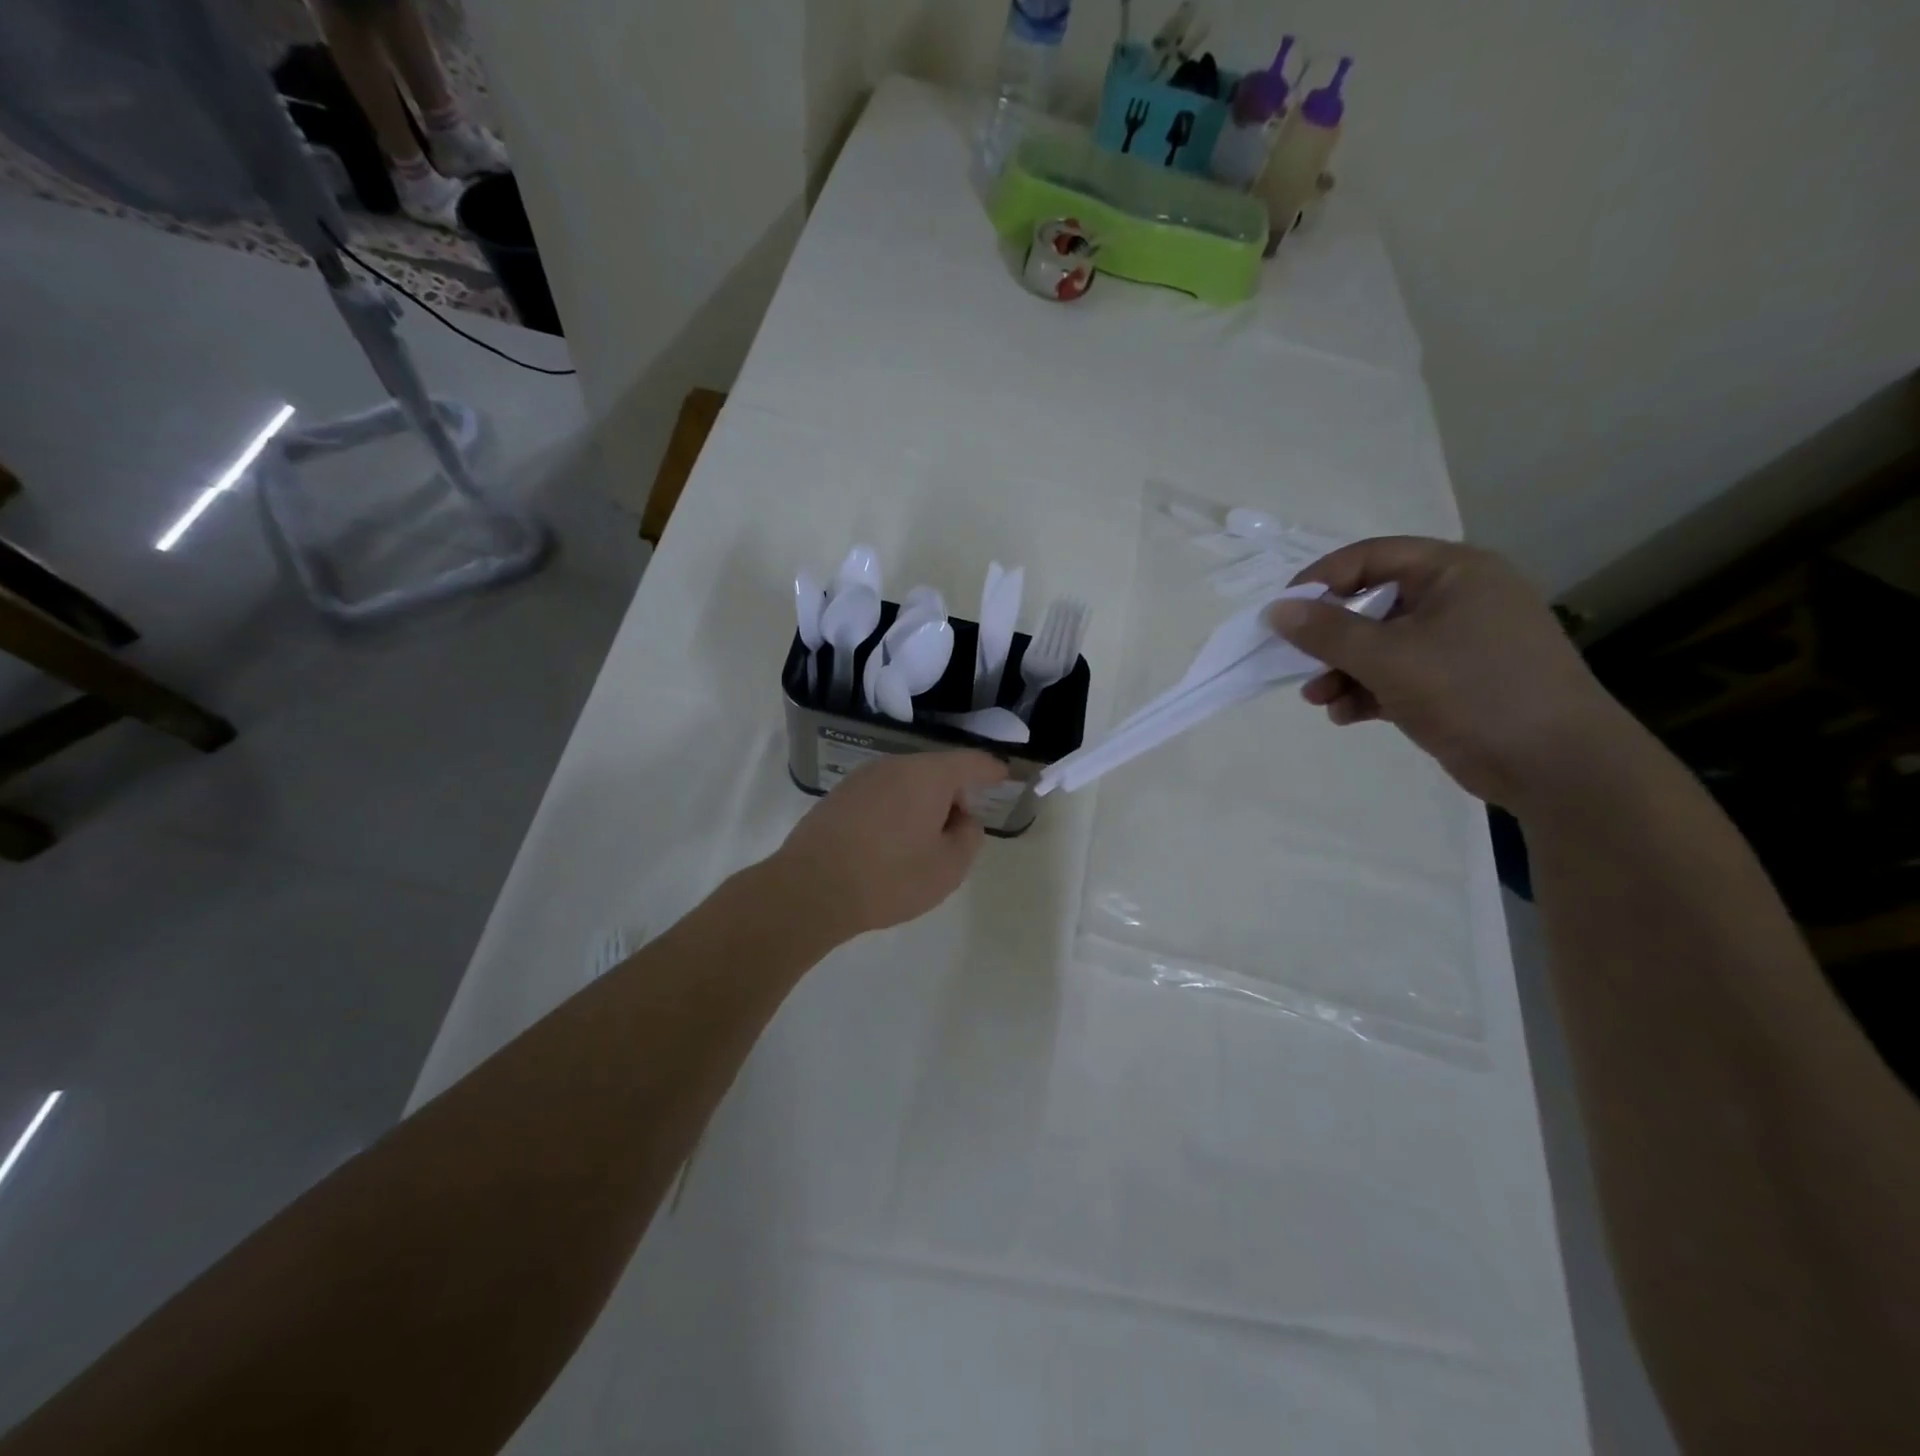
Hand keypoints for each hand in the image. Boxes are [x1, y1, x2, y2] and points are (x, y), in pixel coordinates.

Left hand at [772, 750, 1008, 943]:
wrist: (810, 889)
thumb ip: (968, 836)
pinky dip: (896, 810)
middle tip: (962, 825)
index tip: (1004, 777)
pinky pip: (882, 794)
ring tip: (925, 839)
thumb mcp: (948, 867)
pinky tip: (891, 841)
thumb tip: (962, 818)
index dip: (992, 770)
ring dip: (923, 803)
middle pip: (937, 770)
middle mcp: (895, 766)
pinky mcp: (839, 796)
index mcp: (928, 775)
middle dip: (954, 792)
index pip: (971, 762)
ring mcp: (862, 778)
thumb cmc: (889, 878)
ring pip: (907, 782)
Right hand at [1265, 538, 1628, 808]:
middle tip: (1296, 662)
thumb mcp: (1389, 658)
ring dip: (1342, 670)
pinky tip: (1345, 715)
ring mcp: (1460, 643)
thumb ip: (1327, 632)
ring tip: (1318, 699)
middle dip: (1330, 638)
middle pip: (1372, 604)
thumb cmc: (1473, 691)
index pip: (1371, 557)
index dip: (1321, 580)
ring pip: (1381, 645)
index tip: (1282, 613)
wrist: (1556, 765)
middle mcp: (1458, 598)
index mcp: (1454, 572)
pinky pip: (1398, 675)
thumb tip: (1276, 609)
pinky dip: (1368, 691)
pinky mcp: (1457, 682)